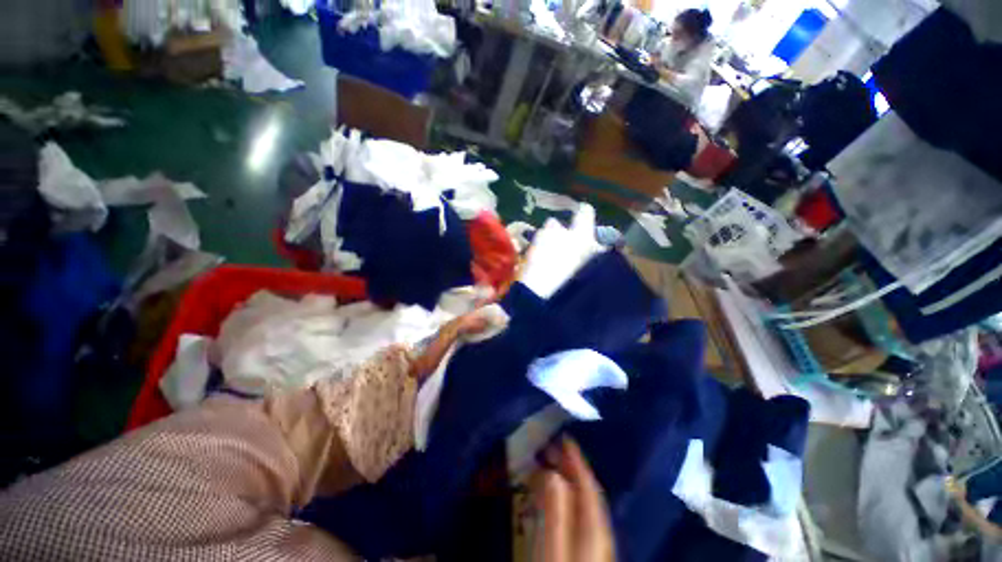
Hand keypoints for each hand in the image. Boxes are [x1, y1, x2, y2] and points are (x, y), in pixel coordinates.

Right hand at [531, 437, 615, 561]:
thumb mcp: (554, 547)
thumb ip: (555, 510)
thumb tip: (552, 472)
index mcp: (595, 526)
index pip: (588, 483)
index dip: (576, 458)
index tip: (564, 436)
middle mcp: (600, 530)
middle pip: (586, 490)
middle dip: (568, 465)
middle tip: (549, 447)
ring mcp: (595, 543)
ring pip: (581, 502)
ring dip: (565, 480)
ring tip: (547, 467)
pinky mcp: (586, 551)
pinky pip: (577, 514)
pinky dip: (565, 498)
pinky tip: (553, 499)